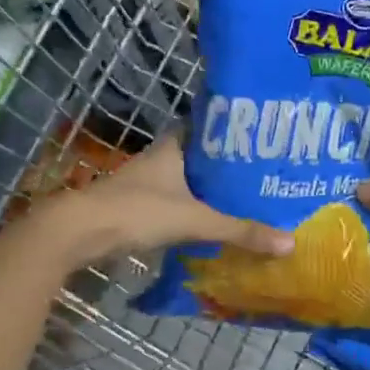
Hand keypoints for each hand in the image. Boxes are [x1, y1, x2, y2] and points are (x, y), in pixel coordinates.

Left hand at [37, 133, 293, 268]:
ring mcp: (145, 185)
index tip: (259, 136)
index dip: (230, 130)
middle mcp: (159, 160)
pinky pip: (175, 204)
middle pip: (199, 157)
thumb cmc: (138, 211)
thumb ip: (240, 231)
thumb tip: (289, 242)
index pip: (206, 127)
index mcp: (173, 148)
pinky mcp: (137, 208)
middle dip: (226, 165)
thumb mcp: (196, 221)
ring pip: (186, 182)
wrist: (79, 233)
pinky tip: (212, 224)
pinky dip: (193, 211)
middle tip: (262, 173)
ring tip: (246, 200)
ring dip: (209, 191)